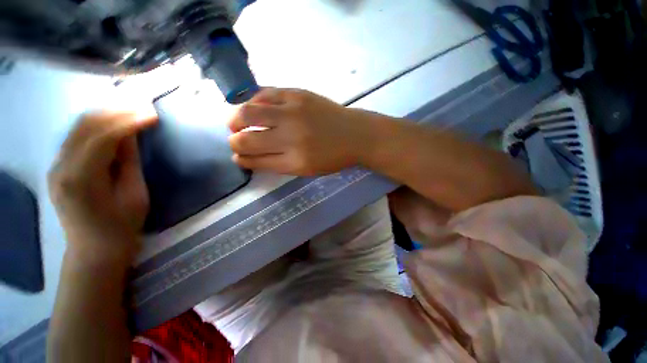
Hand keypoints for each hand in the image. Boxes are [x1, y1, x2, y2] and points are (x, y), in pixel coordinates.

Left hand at [49, 113, 156, 261]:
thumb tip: (132, 134)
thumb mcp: (134, 195)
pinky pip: (77, 137)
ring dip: (106, 114)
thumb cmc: (121, 226)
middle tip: (143, 105)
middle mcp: (61, 167)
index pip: (102, 137)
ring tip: (131, 109)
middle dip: (116, 111)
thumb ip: (129, 162)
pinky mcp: (59, 166)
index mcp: (81, 179)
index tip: (153, 114)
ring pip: (78, 127)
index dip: (129, 121)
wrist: (95, 250)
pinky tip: (114, 123)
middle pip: (85, 126)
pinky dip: (97, 125)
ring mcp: (56, 165)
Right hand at [228, 88, 373, 175]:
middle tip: (235, 141)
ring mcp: (294, 112)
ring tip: (236, 123)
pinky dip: (254, 101)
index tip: (238, 158)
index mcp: (295, 162)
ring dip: (235, 119)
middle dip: (234, 143)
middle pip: (247, 140)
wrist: (356, 135)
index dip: (243, 160)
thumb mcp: (307, 169)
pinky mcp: (298, 94)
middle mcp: (291, 138)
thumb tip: (252, 157)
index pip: (257, 161)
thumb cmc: (333, 157)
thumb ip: (279, 164)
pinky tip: (255, 107)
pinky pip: (265, 94)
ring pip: (248, 113)